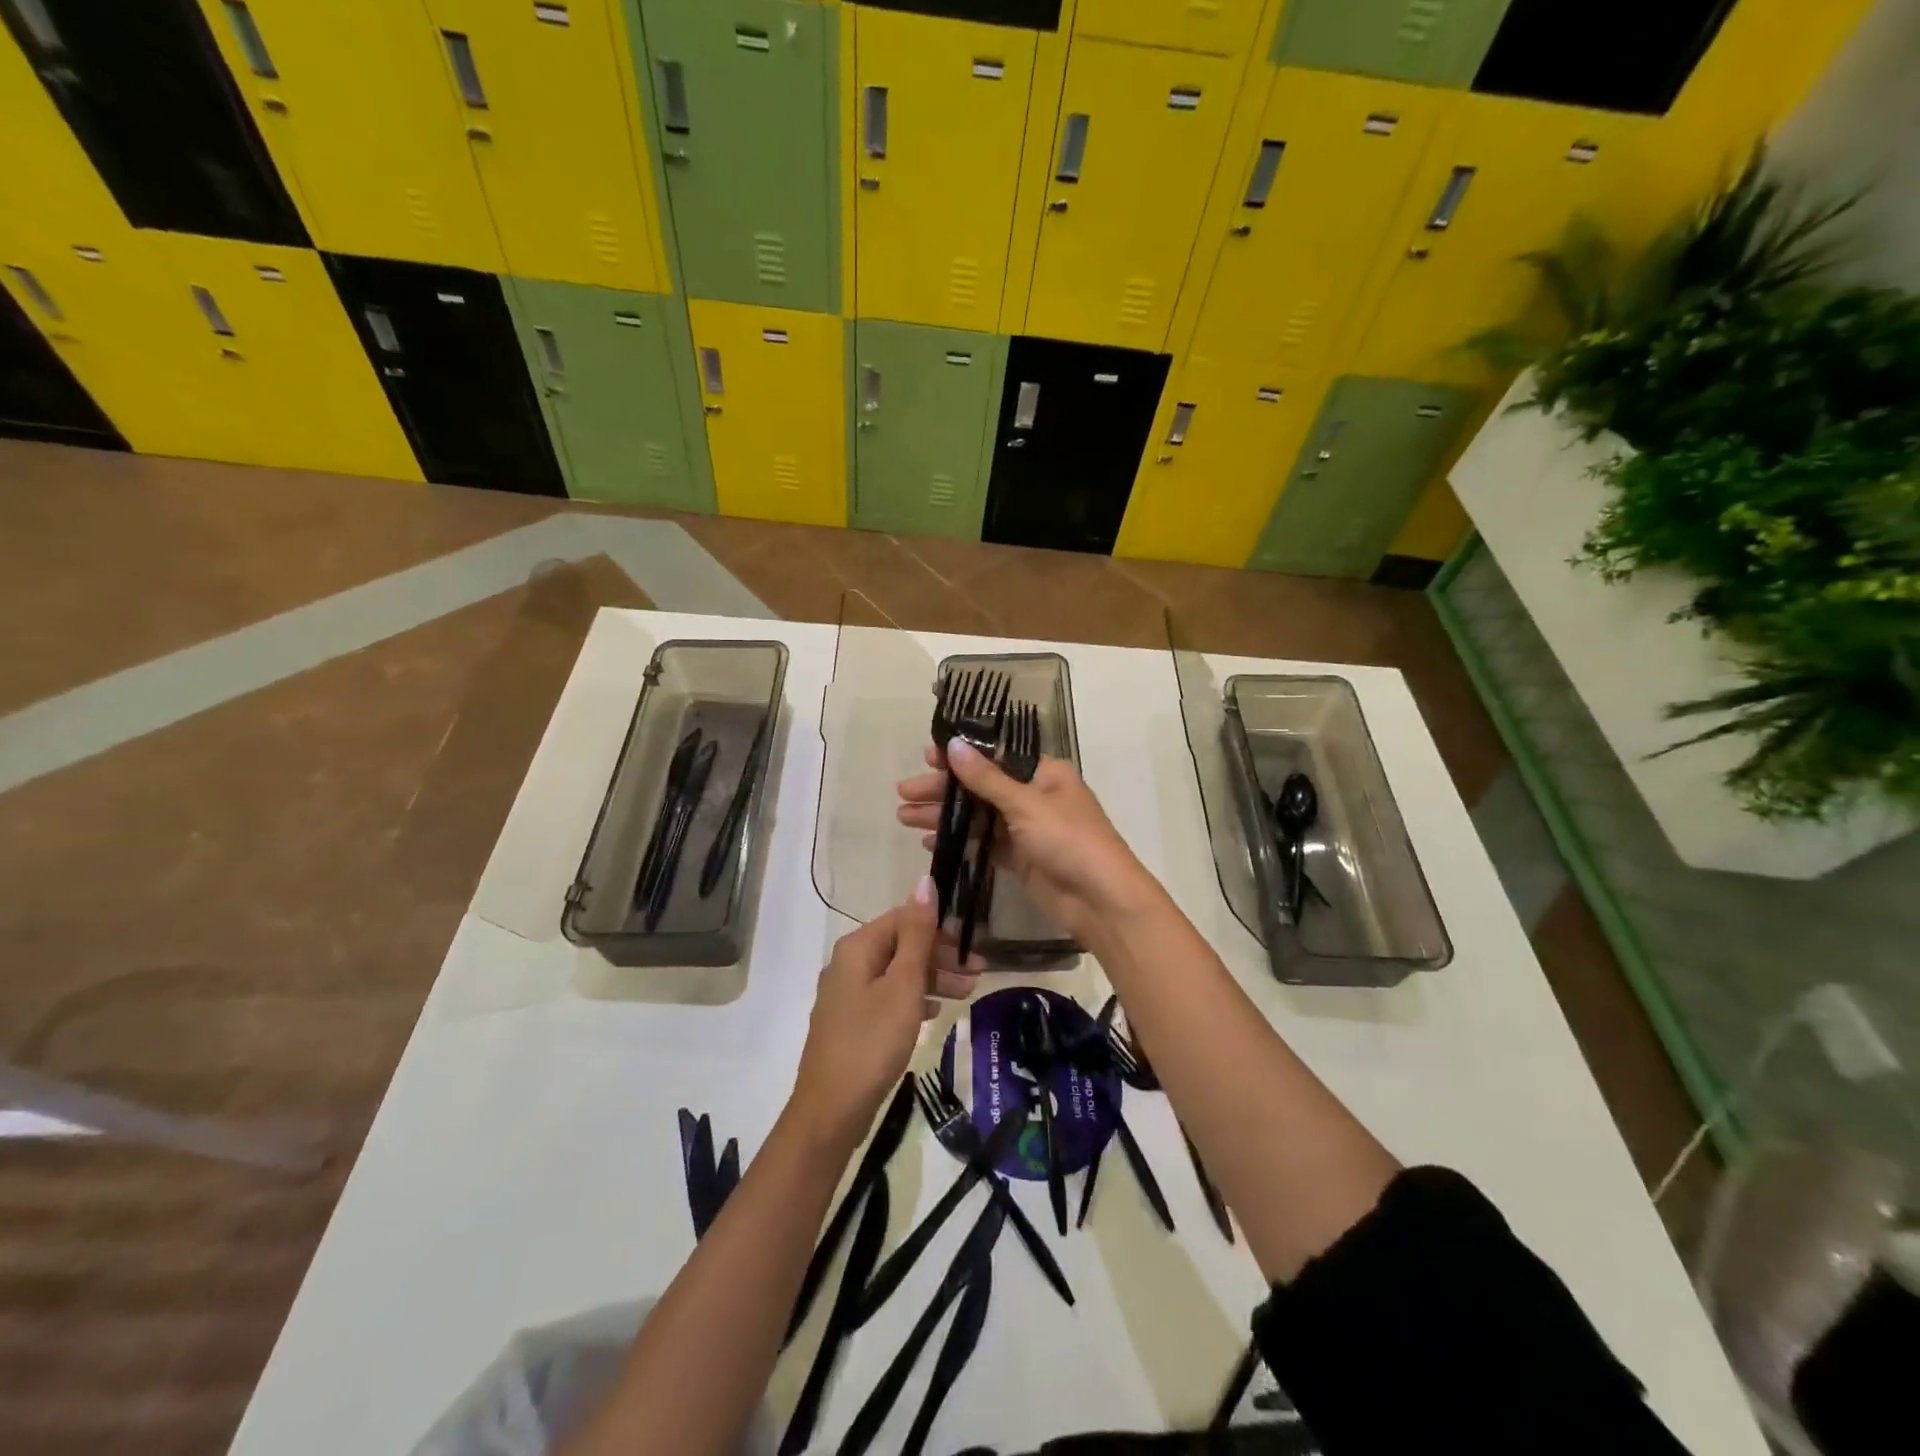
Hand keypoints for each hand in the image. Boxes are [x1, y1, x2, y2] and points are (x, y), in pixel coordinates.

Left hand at [789, 879, 979, 1150]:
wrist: (831, 1110)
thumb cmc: (872, 1041)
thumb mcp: (903, 985)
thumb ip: (917, 934)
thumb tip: (925, 881)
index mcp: (857, 947)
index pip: (904, 918)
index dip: (940, 929)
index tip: (974, 947)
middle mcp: (848, 963)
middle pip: (901, 945)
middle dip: (941, 956)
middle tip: (978, 973)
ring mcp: (848, 994)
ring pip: (897, 973)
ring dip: (933, 978)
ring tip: (967, 993)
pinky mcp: (852, 1021)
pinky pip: (889, 997)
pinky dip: (914, 998)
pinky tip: (935, 1011)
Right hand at [896, 739, 1158, 944]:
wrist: (1102, 901)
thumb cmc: (1069, 841)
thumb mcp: (1026, 804)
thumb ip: (986, 778)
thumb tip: (954, 744)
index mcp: (1044, 773)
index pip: (994, 757)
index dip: (959, 757)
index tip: (926, 757)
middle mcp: (1035, 796)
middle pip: (981, 786)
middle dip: (943, 790)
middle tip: (903, 792)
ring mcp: (1027, 829)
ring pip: (978, 816)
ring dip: (944, 816)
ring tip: (903, 817)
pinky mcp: (1020, 858)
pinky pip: (983, 843)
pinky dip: (959, 840)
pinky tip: (929, 841)